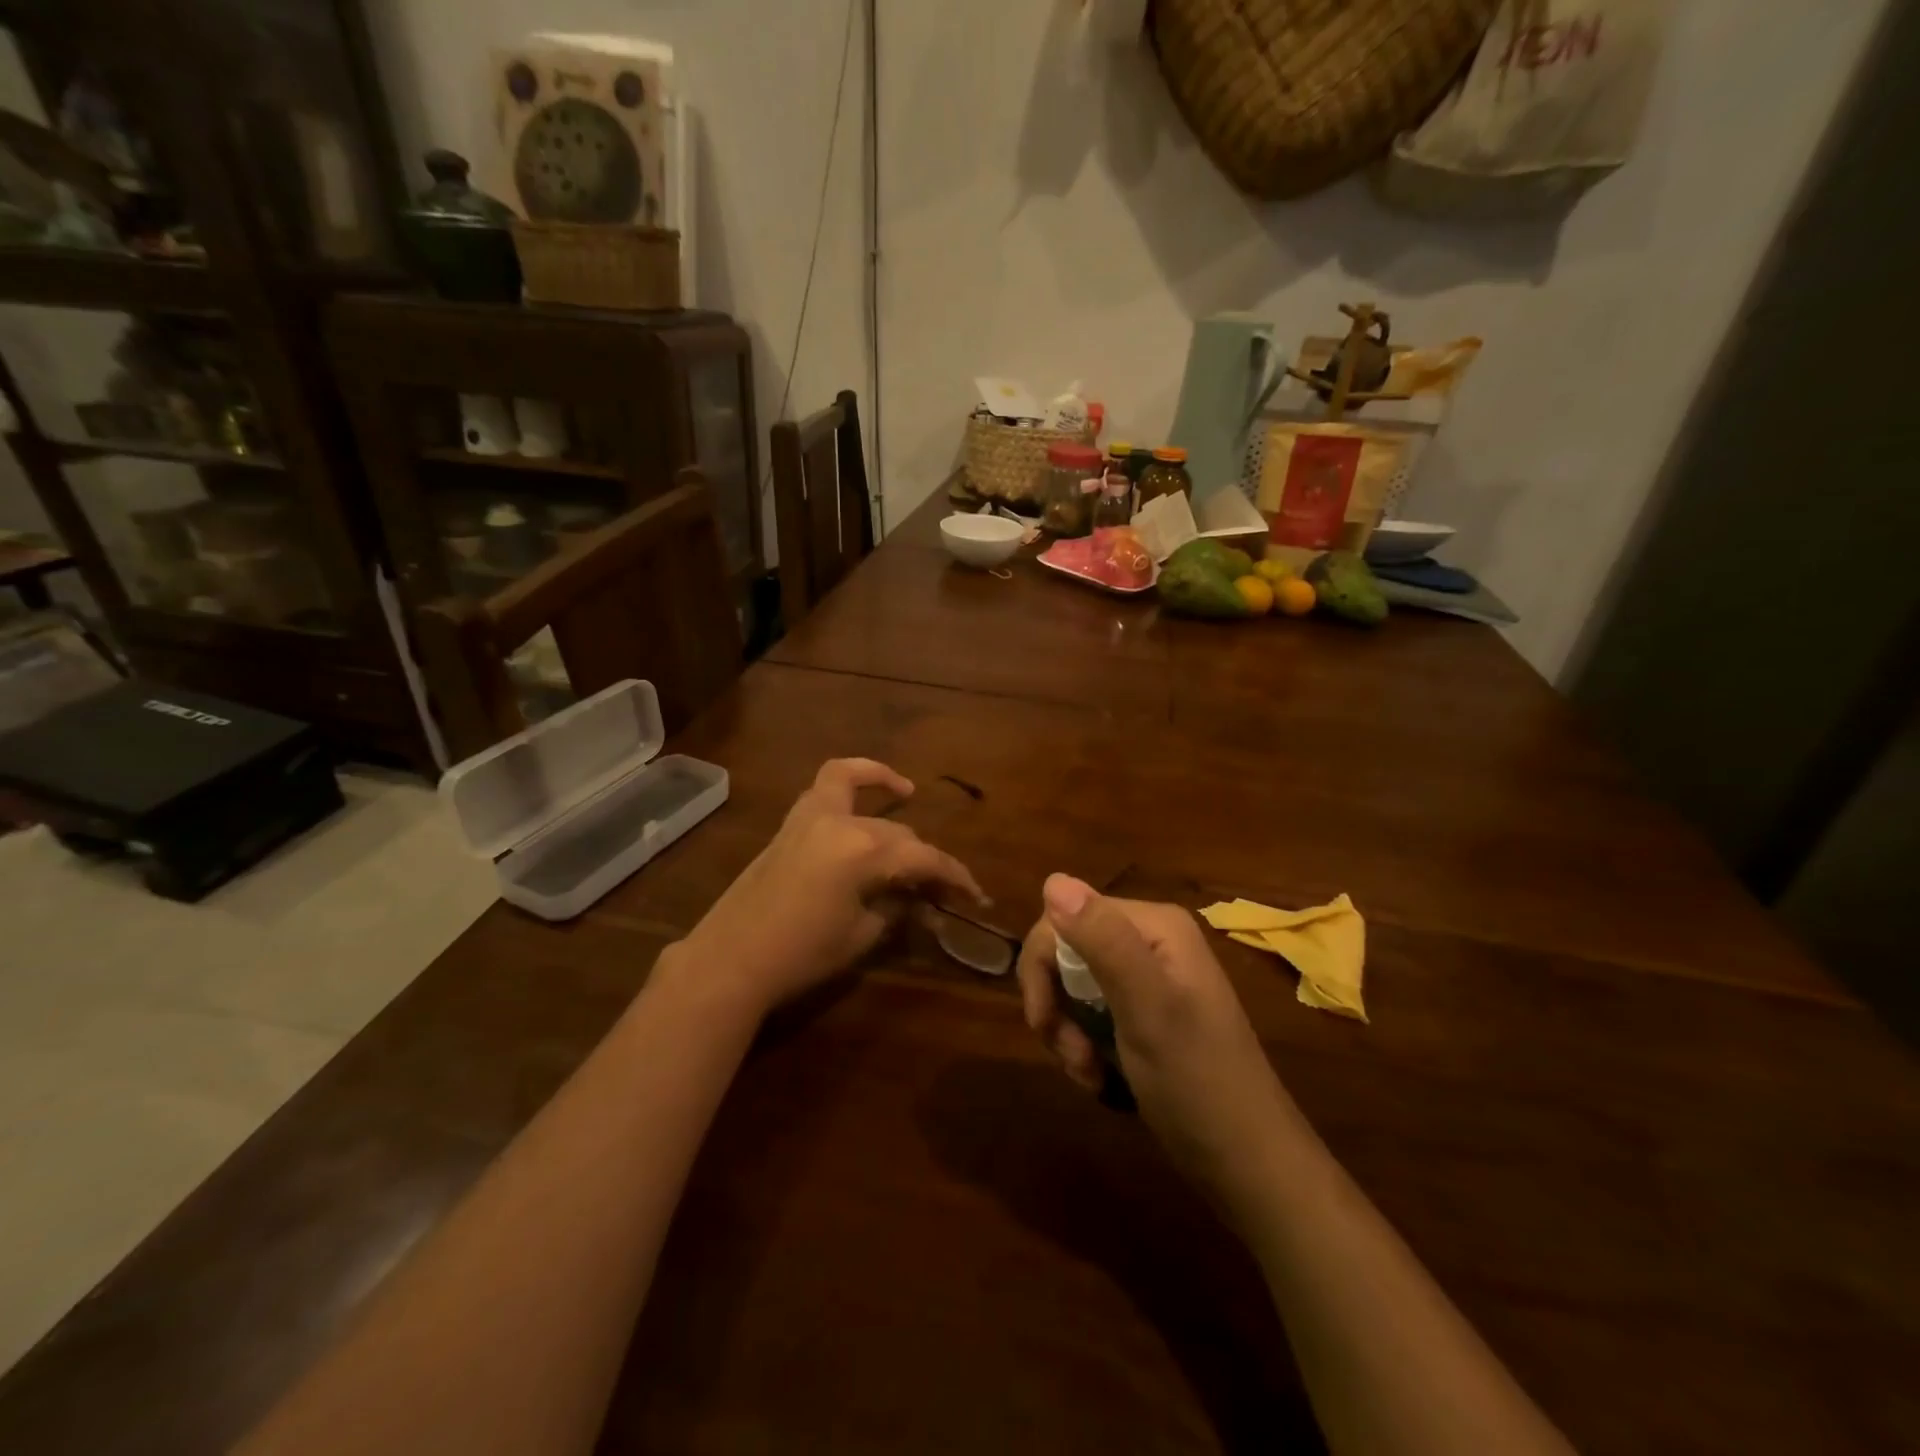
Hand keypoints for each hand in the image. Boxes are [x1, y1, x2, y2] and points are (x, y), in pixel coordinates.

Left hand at [673, 759, 984, 1020]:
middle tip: (939, 887)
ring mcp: (809, 817)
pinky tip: (858, 801)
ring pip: (854, 785)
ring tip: (905, 791)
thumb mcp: (861, 934)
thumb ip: (896, 907)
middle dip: (923, 857)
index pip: (923, 857)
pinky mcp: (790, 826)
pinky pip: (823, 789)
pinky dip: (846, 784)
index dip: (954, 875)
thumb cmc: (802, 954)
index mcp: (864, 850)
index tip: (976, 894)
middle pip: (897, 831)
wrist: (731, 960)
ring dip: (881, 783)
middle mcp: (840, 822)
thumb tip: (920, 900)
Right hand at [1016, 874, 1296, 1207]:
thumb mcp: (1147, 1008)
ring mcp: (1148, 978)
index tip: (1043, 1023)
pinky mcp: (1145, 1014)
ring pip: (1073, 985)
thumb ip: (1103, 941)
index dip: (1042, 967)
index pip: (1064, 917)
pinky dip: (1083, 1044)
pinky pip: (1091, 1012)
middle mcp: (1150, 940)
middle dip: (1056, 1005)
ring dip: (1067, 1031)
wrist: (1250, 1165)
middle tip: (1070, 1056)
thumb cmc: (1198, 1082)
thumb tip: (1053, 879)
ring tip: (1088, 1072)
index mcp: (1154, 925)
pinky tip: (1098, 1076)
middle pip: (1066, 951)